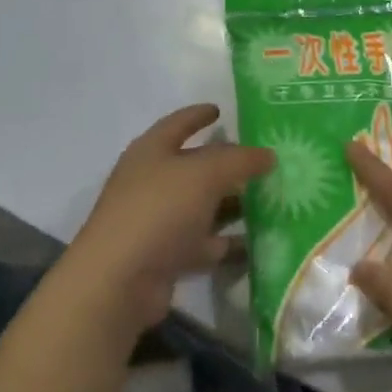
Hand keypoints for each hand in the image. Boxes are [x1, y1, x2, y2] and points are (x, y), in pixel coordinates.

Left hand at [61, 104, 273, 343]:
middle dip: (228, 164)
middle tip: (264, 160)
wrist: (119, 281)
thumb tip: (268, 154)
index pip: (178, 124)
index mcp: (151, 151)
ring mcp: (158, 221)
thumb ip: (240, 160)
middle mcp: (152, 182)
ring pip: (203, 206)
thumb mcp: (205, 174)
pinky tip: (259, 242)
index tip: (220, 110)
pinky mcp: (167, 256)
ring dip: (232, 204)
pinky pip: (205, 243)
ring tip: (272, 200)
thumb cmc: (159, 210)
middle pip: (195, 167)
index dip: (199, 115)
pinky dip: (228, 242)